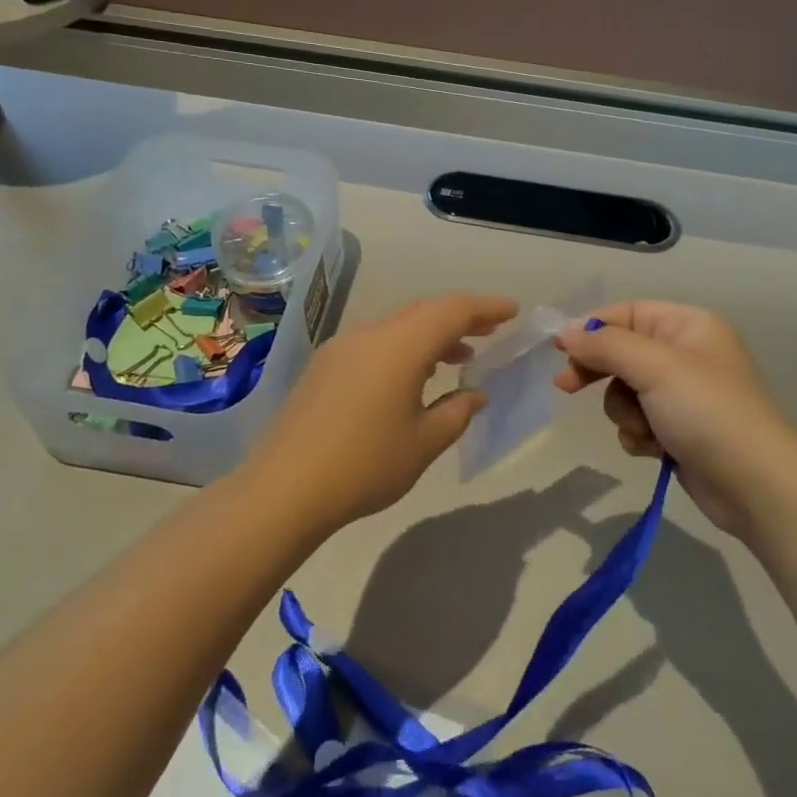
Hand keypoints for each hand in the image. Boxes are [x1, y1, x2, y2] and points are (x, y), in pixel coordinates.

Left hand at [242, 293, 516, 532]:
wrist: (284, 488)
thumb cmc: (365, 465)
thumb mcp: (424, 443)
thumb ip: (456, 412)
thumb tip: (474, 394)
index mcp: (399, 346)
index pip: (452, 310)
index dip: (486, 308)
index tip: (512, 312)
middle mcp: (369, 334)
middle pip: (423, 312)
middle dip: (460, 318)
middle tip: (489, 333)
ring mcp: (341, 348)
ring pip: (397, 326)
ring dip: (430, 335)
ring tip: (458, 358)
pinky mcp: (323, 366)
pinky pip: (374, 342)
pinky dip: (403, 348)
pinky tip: (411, 377)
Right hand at [554, 301, 796, 538]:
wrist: (756, 486)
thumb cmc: (708, 412)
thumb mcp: (655, 368)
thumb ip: (606, 345)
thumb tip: (566, 331)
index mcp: (688, 326)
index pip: (627, 312)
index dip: (591, 328)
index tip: (558, 349)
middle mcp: (685, 354)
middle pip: (621, 352)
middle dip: (599, 373)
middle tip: (567, 387)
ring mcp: (682, 395)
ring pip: (624, 392)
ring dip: (625, 412)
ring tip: (645, 430)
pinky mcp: (678, 430)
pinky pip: (638, 422)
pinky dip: (639, 435)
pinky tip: (654, 450)